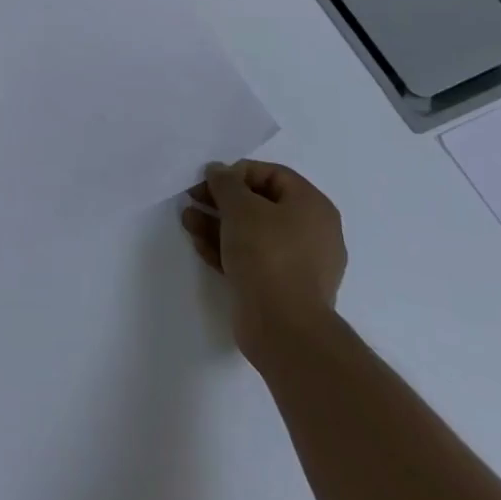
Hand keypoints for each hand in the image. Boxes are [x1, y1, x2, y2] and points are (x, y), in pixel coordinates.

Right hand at [182, 160, 346, 360]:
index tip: (210, 180)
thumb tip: (218, 171)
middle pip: (260, 204)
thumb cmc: (268, 254)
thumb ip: (225, 182)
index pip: (272, 174)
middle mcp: (311, 232)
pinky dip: (227, 250)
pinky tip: (199, 245)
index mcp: (312, 206)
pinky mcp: (282, 289)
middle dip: (222, 201)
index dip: (237, 172)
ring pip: (253, 233)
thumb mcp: (240, 207)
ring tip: (188, 220)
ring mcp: (298, 264)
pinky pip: (252, 259)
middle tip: (193, 198)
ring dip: (218, 224)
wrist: (284, 328)